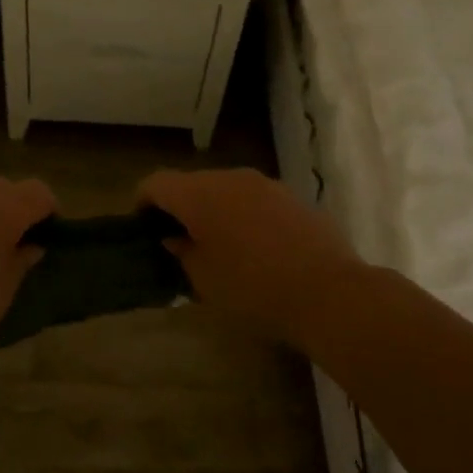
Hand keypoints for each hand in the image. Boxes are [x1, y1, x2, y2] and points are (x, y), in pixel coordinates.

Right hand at [140, 168, 363, 351]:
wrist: (329, 293)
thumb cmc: (253, 289)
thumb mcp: (204, 279)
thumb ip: (183, 252)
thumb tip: (176, 238)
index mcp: (200, 194)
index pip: (157, 183)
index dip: (143, 202)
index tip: (142, 228)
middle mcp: (231, 178)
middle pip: (192, 183)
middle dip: (179, 207)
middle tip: (177, 241)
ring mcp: (267, 185)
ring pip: (225, 190)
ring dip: (213, 210)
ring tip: (217, 245)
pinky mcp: (293, 198)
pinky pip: (255, 200)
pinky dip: (243, 215)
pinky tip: (254, 248)